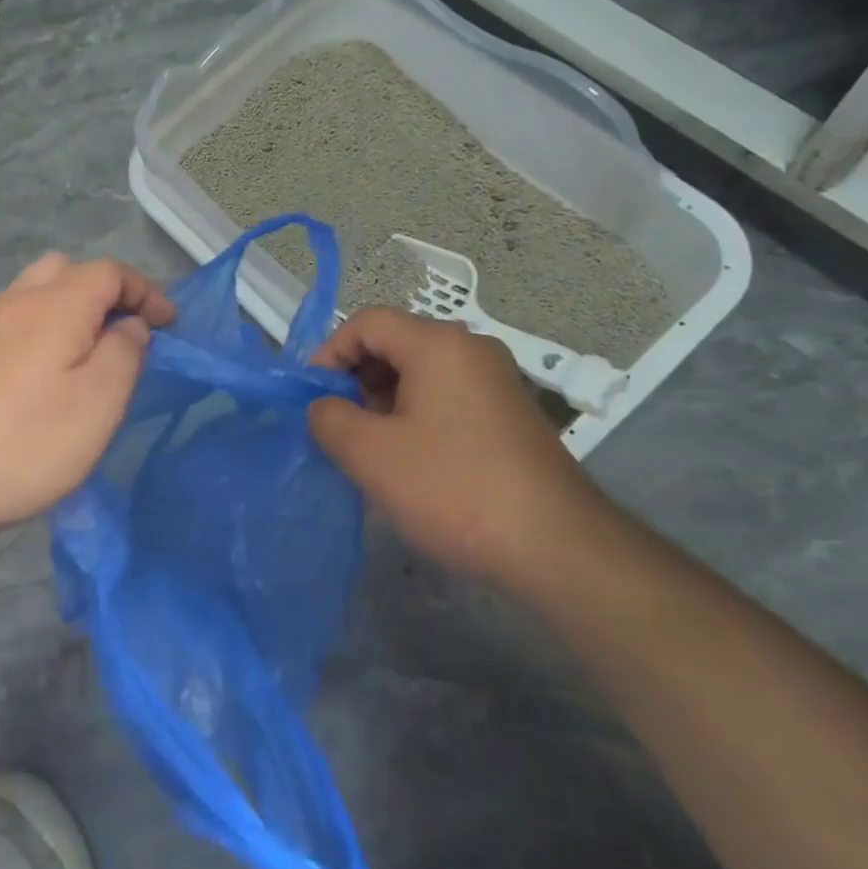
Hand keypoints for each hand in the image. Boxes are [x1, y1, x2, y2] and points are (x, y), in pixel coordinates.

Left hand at [0, 254, 173, 554]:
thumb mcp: (98, 402)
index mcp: (56, 304)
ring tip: (89, 360)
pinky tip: (41, 382)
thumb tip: (129, 326)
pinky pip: (14, 325)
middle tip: (127, 337)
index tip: (170, 327)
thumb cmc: (19, 442)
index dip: (147, 292)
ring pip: (37, 296)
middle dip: (107, 295)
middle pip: (69, 272)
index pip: (111, 272)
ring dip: (73, 315)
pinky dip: (43, 335)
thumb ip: (125, 353)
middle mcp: (15, 302)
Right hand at [307, 308, 613, 587]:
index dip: (329, 353)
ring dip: (383, 401)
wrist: (556, 546)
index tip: (311, 398)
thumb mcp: (372, 455)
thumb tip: (322, 406)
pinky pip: (447, 397)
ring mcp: (496, 381)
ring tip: (368, 449)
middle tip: (336, 426)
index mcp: (439, 344)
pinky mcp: (510, 414)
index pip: (366, 322)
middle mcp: (471, 349)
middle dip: (356, 379)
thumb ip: (329, 419)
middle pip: (396, 343)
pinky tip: (408, 461)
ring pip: (421, 373)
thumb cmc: (454, 490)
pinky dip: (415, 416)